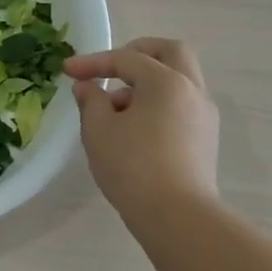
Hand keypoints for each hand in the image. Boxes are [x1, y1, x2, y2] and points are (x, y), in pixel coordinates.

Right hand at [64, 38, 219, 218]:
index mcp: (167, 82)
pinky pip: (180, 105)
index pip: (126, 59)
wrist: (178, 217)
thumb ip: (91, 100)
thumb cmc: (133, 166)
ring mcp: (204, 116)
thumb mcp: (98, 130)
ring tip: (113, 109)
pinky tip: (133, 129)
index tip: (67, 71)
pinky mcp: (205, 140)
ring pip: (178, 80)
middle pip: (170, 52)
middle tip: (112, 67)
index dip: (93, 62)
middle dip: (137, 53)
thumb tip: (89, 87)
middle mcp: (192, 91)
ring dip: (146, 82)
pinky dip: (157, 103)